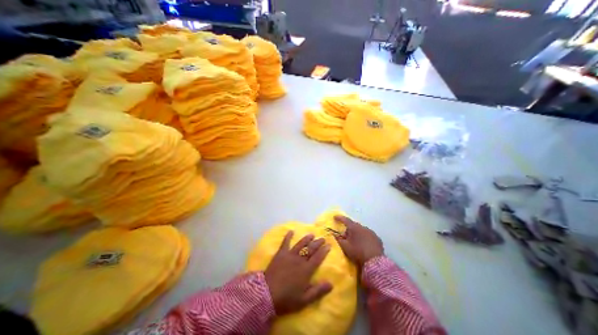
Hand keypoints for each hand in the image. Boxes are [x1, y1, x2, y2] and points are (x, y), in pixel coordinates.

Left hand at [264, 231, 334, 314]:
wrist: (267, 294)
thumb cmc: (287, 299)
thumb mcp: (304, 300)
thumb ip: (318, 291)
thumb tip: (331, 283)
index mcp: (306, 270)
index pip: (318, 258)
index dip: (324, 251)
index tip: (329, 245)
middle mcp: (299, 259)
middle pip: (311, 249)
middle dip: (318, 243)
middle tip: (323, 238)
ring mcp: (290, 255)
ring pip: (300, 244)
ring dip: (307, 238)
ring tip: (312, 234)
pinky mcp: (281, 253)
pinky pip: (285, 242)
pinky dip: (288, 236)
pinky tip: (291, 231)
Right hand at [335, 216, 384, 268]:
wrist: (375, 263)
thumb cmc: (357, 252)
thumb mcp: (345, 247)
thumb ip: (338, 239)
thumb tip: (334, 234)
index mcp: (354, 227)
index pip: (345, 220)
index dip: (339, 218)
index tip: (335, 217)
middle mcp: (363, 227)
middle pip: (354, 226)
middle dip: (349, 229)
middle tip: (345, 236)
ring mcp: (371, 232)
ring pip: (362, 230)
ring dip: (357, 234)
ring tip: (355, 242)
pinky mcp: (377, 238)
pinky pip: (368, 236)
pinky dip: (365, 238)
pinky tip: (364, 245)